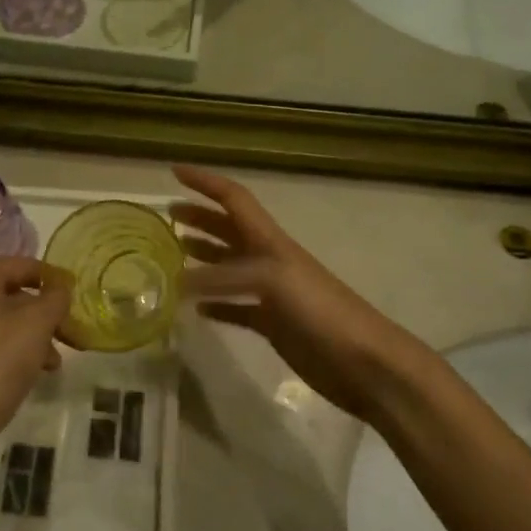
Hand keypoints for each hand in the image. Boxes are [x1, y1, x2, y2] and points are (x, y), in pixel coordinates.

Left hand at [0, 259, 74, 453]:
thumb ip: (55, 298)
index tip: (77, 299)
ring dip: (29, 336)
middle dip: (42, 316)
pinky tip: (28, 373)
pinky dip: (6, 350)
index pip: (23, 266)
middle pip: (9, 294)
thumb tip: (61, 287)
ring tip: (52, 364)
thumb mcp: (37, 325)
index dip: (55, 281)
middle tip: (70, 336)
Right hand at [171, 165, 429, 420]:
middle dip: (199, 218)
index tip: (174, 171)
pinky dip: (215, 305)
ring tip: (172, 255)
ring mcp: (271, 294)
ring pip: (228, 268)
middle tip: (166, 216)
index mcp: (270, 240)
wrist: (363, 360)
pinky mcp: (272, 325)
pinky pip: (236, 309)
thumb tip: (178, 282)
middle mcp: (268, 260)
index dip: (205, 182)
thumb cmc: (320, 309)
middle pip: (228, 230)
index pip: (233, 199)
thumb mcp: (272, 281)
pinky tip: (195, 309)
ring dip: (203, 257)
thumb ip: (224, 277)